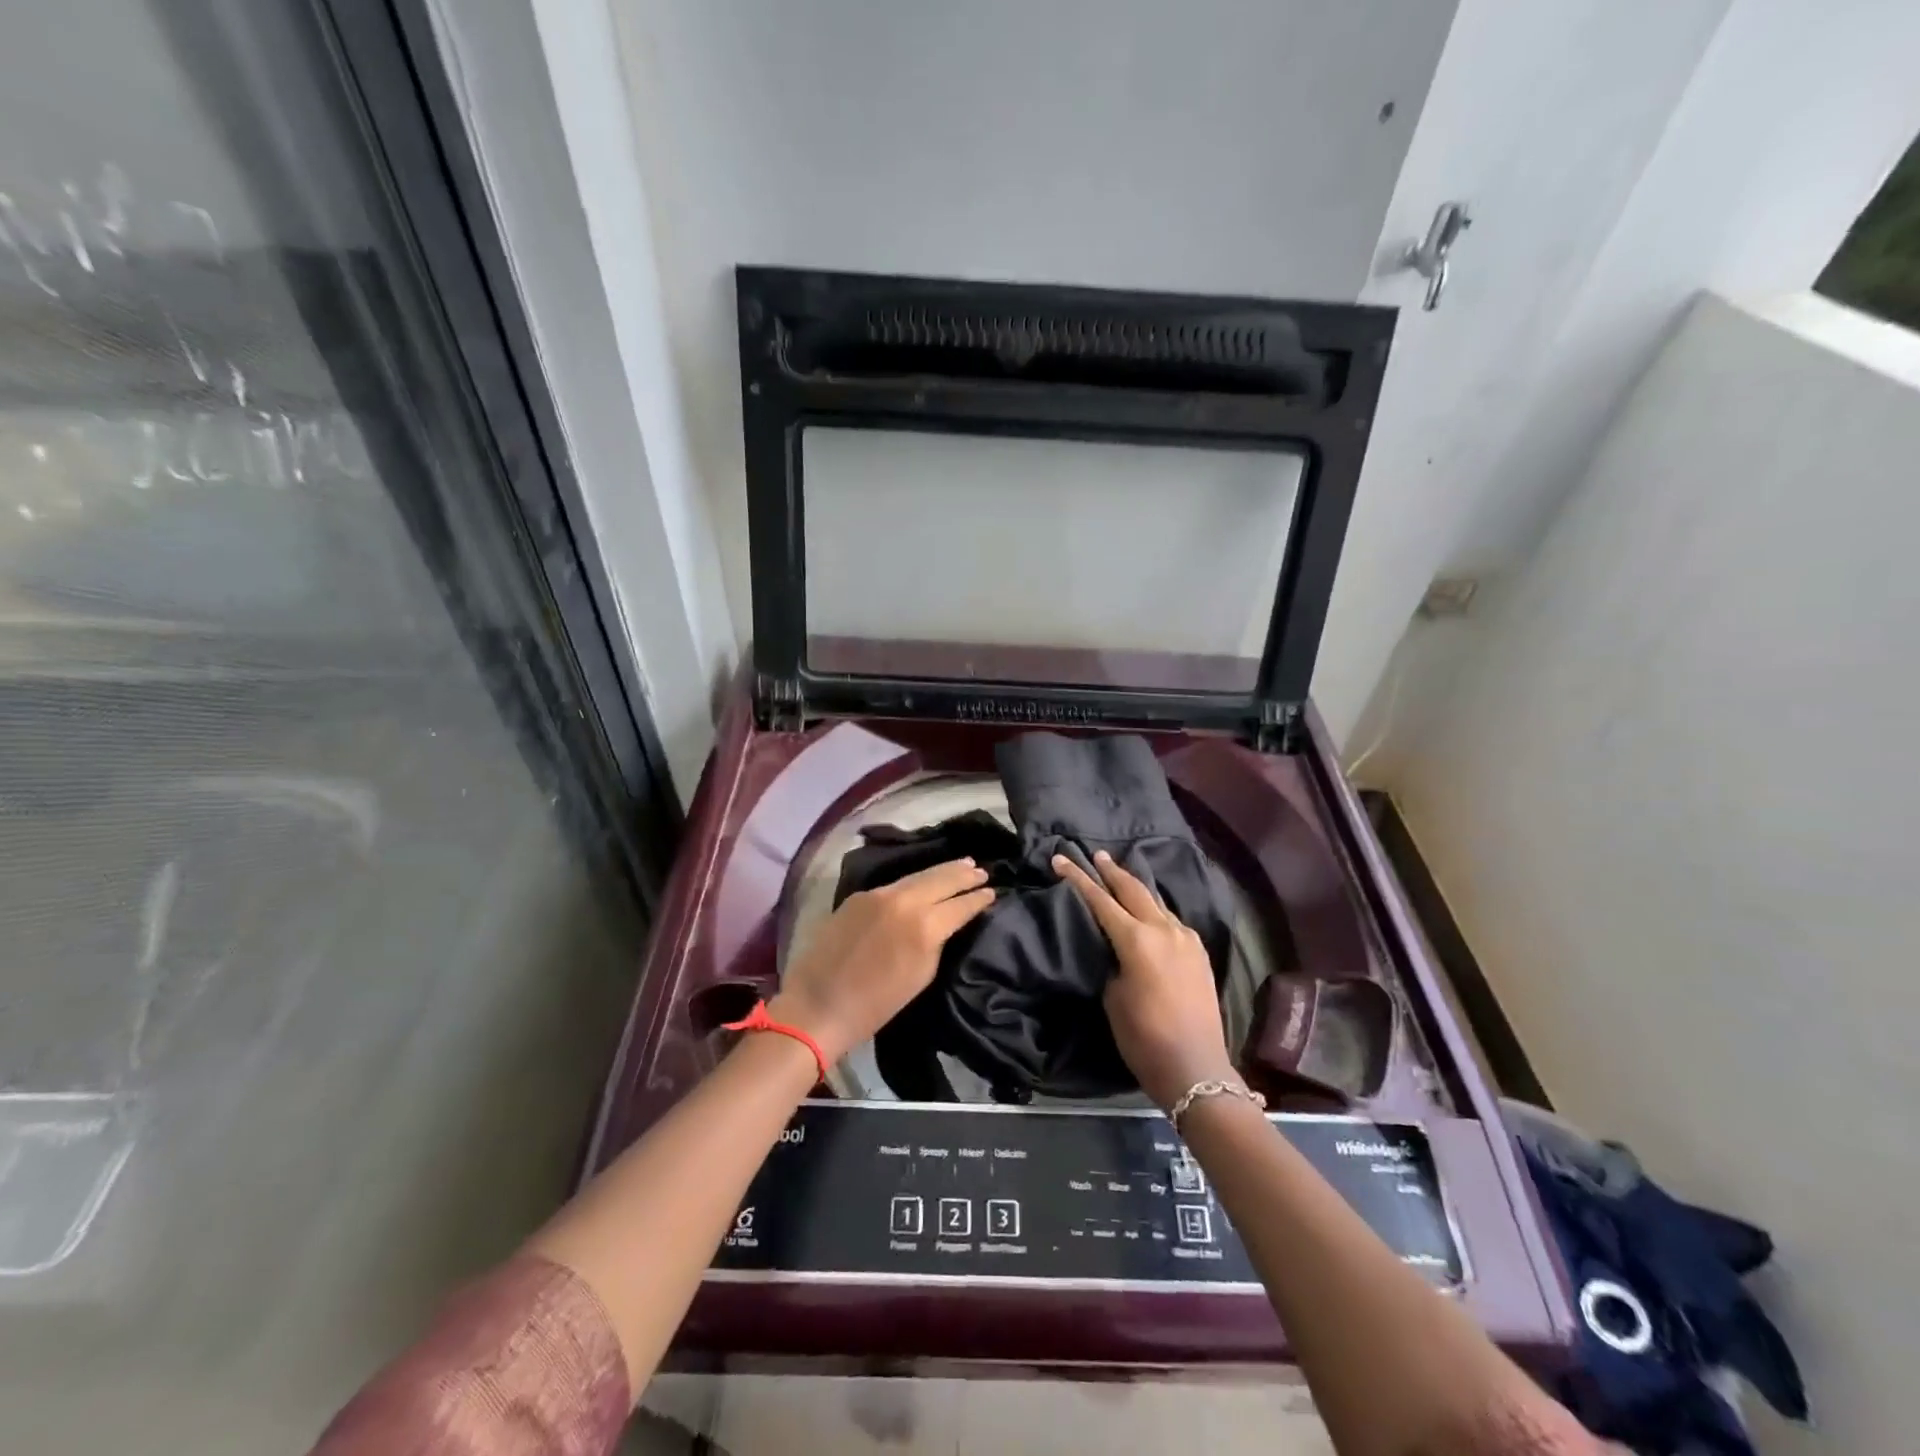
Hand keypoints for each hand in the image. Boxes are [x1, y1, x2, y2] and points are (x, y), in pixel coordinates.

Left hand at [770, 859, 994, 1065]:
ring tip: (962, 865)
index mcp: (924, 927)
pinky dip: (915, 880)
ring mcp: (879, 894)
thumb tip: (949, 922)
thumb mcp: (922, 975)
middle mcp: (904, 901)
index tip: (993, 891)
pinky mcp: (859, 895)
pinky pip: (895, 883)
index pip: (960, 905)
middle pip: (941, 879)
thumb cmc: (876, 1005)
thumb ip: (939, 942)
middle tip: (982, 870)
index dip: (978, 898)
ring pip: (918, 876)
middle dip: (963, 874)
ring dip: (942, 871)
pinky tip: (924, 880)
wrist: (819, 1005)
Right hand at [1054, 850, 1235, 1109]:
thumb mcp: (1112, 997)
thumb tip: (1114, 948)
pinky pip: (1171, 920)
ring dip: (1136, 888)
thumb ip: (1111, 961)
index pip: (1101, 900)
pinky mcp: (1198, 953)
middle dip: (1112, 872)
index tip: (1061, 859)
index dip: (1079, 878)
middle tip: (1097, 856)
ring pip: (1156, 902)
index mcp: (1137, 939)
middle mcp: (1164, 930)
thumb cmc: (1144, 1037)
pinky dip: (1154, 909)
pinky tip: (1149, 911)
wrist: (1196, 1067)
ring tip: (1120, 876)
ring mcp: (1186, 939)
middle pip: (1134, 890)